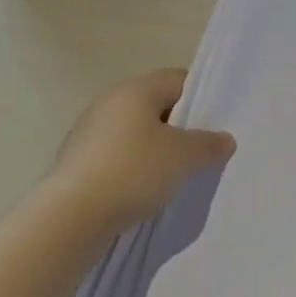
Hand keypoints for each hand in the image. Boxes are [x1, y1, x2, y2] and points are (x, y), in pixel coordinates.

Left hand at [42, 70, 235, 242]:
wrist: (71, 217)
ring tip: (176, 176)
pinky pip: (119, 156)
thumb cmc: (133, 171)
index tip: (216, 125)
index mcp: (136, 89)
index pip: (178, 79)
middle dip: (181, 127)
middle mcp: (110, 102)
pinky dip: (135, 168)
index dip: (201, 98)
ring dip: (157, 150)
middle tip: (201, 152)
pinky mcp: (79, 162)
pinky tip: (146, 191)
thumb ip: (209, 144)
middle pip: (157, 105)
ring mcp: (90, 132)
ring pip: (137, 133)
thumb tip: (224, 140)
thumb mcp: (184, 156)